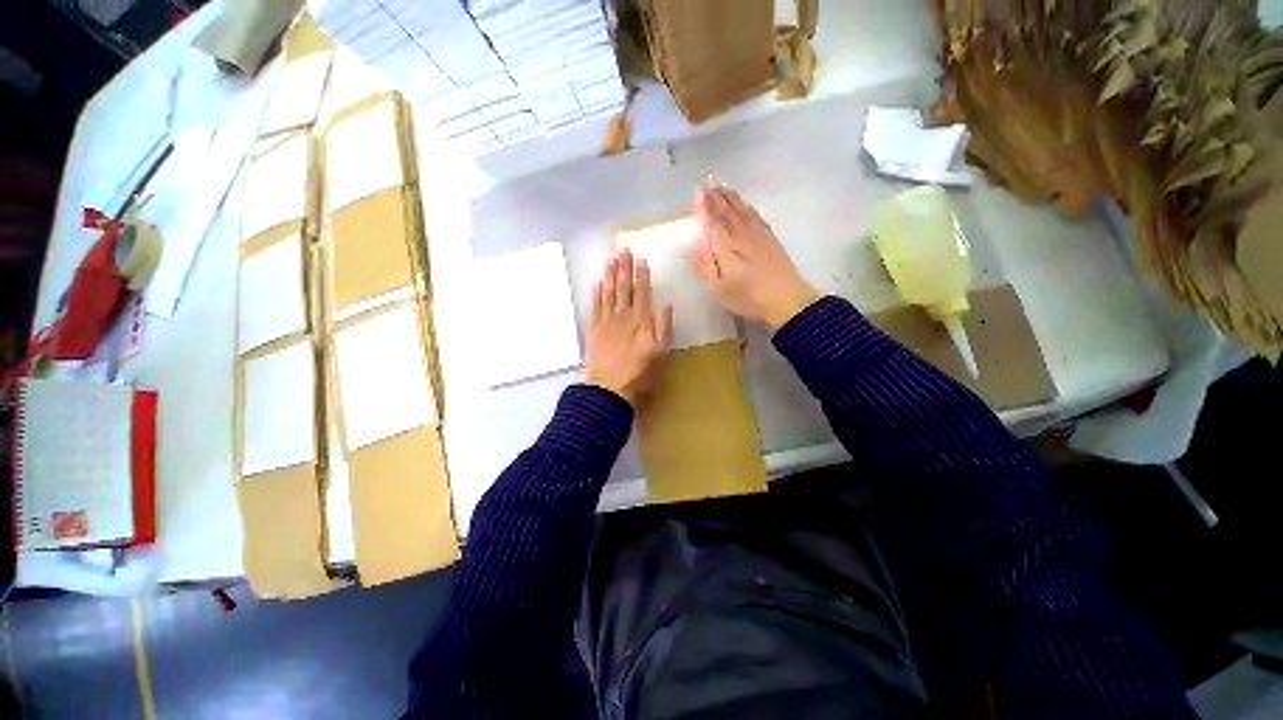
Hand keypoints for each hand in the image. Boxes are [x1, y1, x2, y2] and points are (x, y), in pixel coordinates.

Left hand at [585, 249, 673, 407]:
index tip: (641, 259)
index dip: (642, 274)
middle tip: (623, 249)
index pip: (642, 292)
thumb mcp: (661, 352)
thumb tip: (666, 304)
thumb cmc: (639, 371)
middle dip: (625, 267)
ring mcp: (606, 320)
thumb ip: (664, 327)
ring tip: (611, 259)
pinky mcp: (594, 328)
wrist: (609, 386)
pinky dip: (596, 293)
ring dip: (610, 275)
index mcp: (641, 320)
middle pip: (624, 287)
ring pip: (609, 292)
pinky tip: (598, 282)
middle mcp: (623, 315)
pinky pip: (595, 306)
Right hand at [690, 183, 819, 330]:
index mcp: (727, 248)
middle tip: (707, 181)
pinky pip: (757, 217)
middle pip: (727, 212)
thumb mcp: (720, 289)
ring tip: (722, 186)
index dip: (704, 206)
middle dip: (716, 196)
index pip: (713, 222)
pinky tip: (746, 204)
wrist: (787, 300)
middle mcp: (742, 236)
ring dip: (731, 197)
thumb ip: (707, 265)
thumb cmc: (749, 297)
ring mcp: (759, 236)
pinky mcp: (771, 239)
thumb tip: (697, 243)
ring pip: (743, 211)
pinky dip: (749, 207)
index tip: (697, 191)